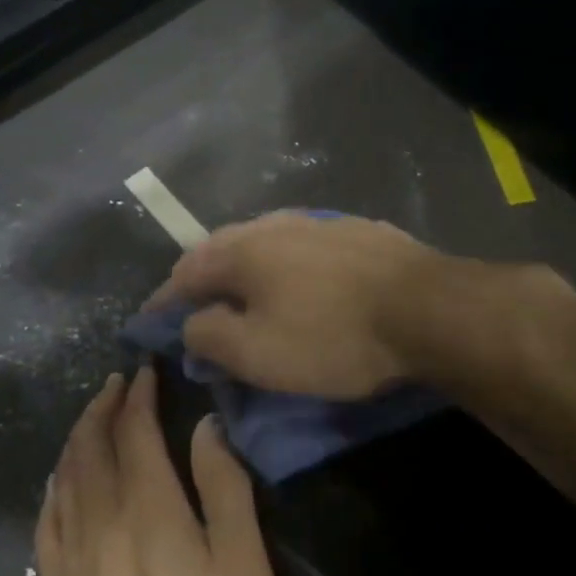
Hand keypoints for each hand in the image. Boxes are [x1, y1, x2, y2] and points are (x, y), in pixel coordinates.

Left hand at [36, 366, 275, 575]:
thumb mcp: (243, 575)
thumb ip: (226, 492)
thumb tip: (206, 427)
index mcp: (149, 505)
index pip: (136, 429)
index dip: (139, 395)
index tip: (144, 371)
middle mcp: (102, 513)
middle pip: (93, 441)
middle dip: (104, 404)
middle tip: (116, 381)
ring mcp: (71, 547)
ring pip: (66, 470)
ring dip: (78, 433)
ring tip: (91, 414)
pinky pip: (48, 510)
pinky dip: (55, 479)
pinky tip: (59, 475)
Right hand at [145, 211, 436, 399]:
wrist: (427, 309)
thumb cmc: (331, 336)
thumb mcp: (256, 353)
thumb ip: (207, 337)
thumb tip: (190, 326)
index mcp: (241, 251)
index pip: (183, 274)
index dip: (162, 303)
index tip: (148, 324)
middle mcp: (271, 225)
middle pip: (219, 250)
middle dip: (198, 279)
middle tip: (191, 308)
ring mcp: (315, 223)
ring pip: (260, 243)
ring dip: (239, 268)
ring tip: (238, 292)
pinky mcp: (352, 231)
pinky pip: (298, 246)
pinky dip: (280, 264)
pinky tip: (294, 279)